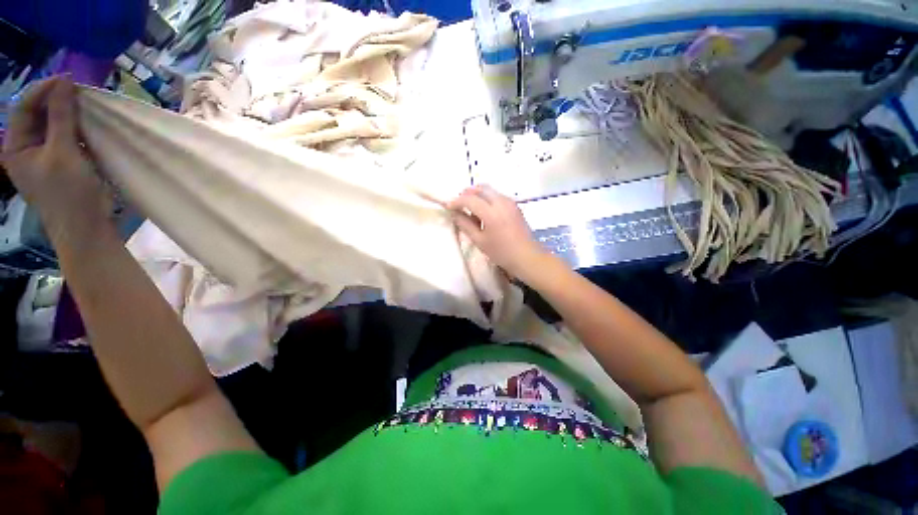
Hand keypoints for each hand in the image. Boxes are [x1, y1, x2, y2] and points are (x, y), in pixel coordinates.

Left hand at [1, 77, 111, 243]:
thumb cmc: (68, 191)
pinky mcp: (60, 163)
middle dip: (56, 101)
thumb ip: (61, 116)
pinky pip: (63, 137)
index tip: (68, 80)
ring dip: (67, 114)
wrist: (84, 227)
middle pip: (37, 115)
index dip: (43, 90)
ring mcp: (43, 156)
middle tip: (78, 93)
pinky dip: (74, 128)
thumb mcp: (63, 152)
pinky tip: (86, 126)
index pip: (24, 107)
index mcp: (15, 146)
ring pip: (51, 125)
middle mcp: (25, 148)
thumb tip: (65, 82)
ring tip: (84, 106)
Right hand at [448, 184, 548, 281]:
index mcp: (491, 212)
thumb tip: (454, 213)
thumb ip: (465, 224)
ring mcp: (510, 202)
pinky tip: (485, 213)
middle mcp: (501, 202)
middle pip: (481, 188)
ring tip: (472, 210)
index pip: (469, 199)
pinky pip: (497, 196)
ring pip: (490, 190)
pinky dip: (487, 199)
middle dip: (467, 193)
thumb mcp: (479, 240)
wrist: (526, 256)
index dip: (457, 201)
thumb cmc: (501, 252)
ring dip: (478, 195)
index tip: (448, 206)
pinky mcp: (515, 205)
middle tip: (459, 205)